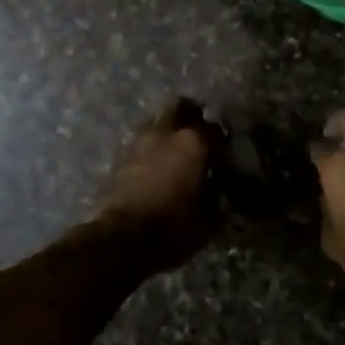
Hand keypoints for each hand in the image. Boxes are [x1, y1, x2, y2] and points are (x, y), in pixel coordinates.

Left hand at [96, 97, 218, 270]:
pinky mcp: (120, 156)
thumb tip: (215, 188)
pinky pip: (141, 142)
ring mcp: (139, 141)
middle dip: (191, 115)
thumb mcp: (209, 219)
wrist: (120, 238)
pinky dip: (151, 148)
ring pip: (157, 121)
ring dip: (167, 131)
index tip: (224, 155)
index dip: (222, 142)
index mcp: (193, 142)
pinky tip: (156, 166)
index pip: (215, 130)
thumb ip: (215, 196)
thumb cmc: (172, 226)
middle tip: (199, 134)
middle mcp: (165, 132)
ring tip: (175, 152)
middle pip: (180, 106)